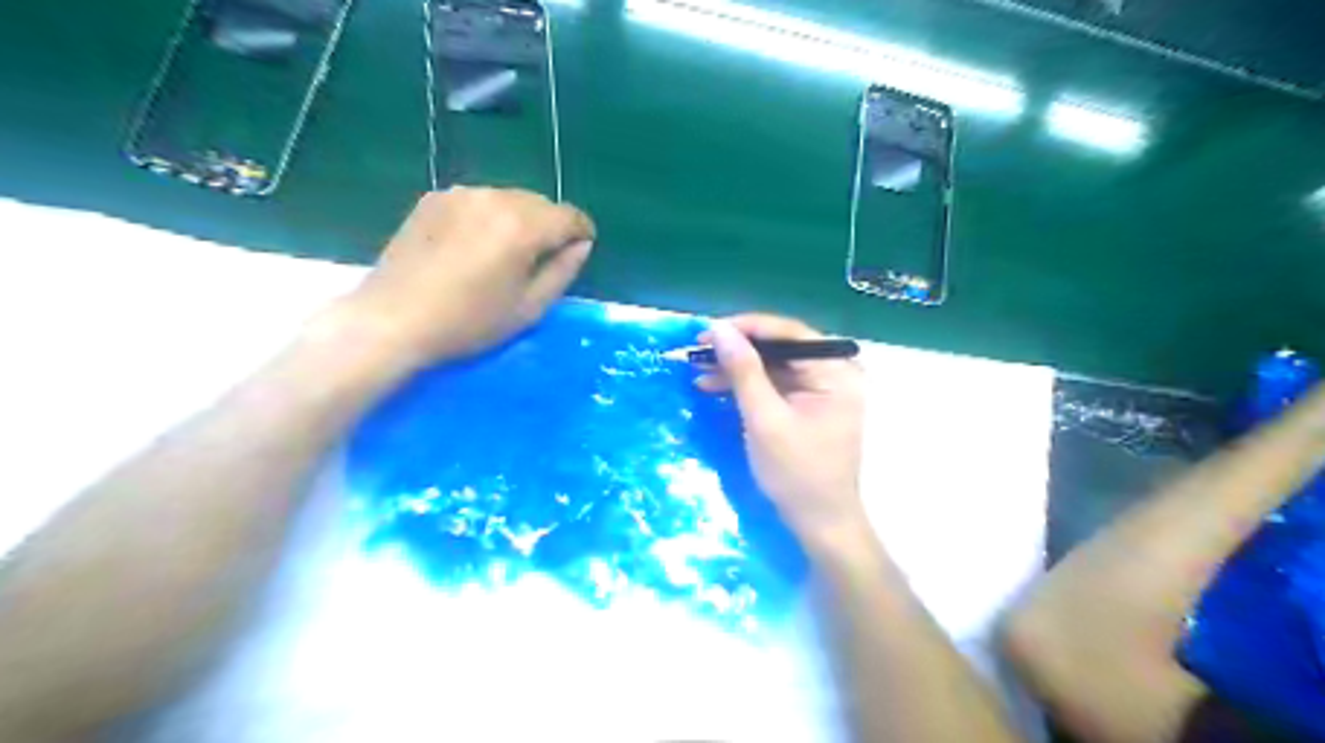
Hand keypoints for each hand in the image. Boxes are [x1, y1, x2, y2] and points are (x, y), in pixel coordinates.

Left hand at [339, 186, 594, 365]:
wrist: (393, 319)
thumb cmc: (468, 322)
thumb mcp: (529, 308)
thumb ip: (563, 271)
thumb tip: (581, 245)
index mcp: (522, 226)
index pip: (569, 216)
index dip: (582, 233)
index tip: (579, 251)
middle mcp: (494, 197)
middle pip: (541, 203)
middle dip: (550, 226)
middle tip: (542, 260)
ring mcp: (460, 193)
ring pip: (510, 198)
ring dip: (520, 220)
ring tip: (506, 254)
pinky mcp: (434, 198)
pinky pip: (479, 201)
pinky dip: (489, 217)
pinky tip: (474, 246)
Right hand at [695, 312, 871, 551]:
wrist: (819, 523)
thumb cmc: (797, 472)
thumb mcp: (764, 419)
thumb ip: (743, 371)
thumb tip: (719, 329)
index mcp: (836, 371)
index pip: (789, 333)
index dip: (746, 327)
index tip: (708, 330)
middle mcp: (833, 373)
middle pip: (780, 347)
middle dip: (737, 349)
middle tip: (698, 350)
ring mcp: (821, 390)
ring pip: (772, 365)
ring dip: (736, 368)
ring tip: (698, 370)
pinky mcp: (806, 405)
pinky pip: (773, 384)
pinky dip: (745, 386)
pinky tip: (714, 386)